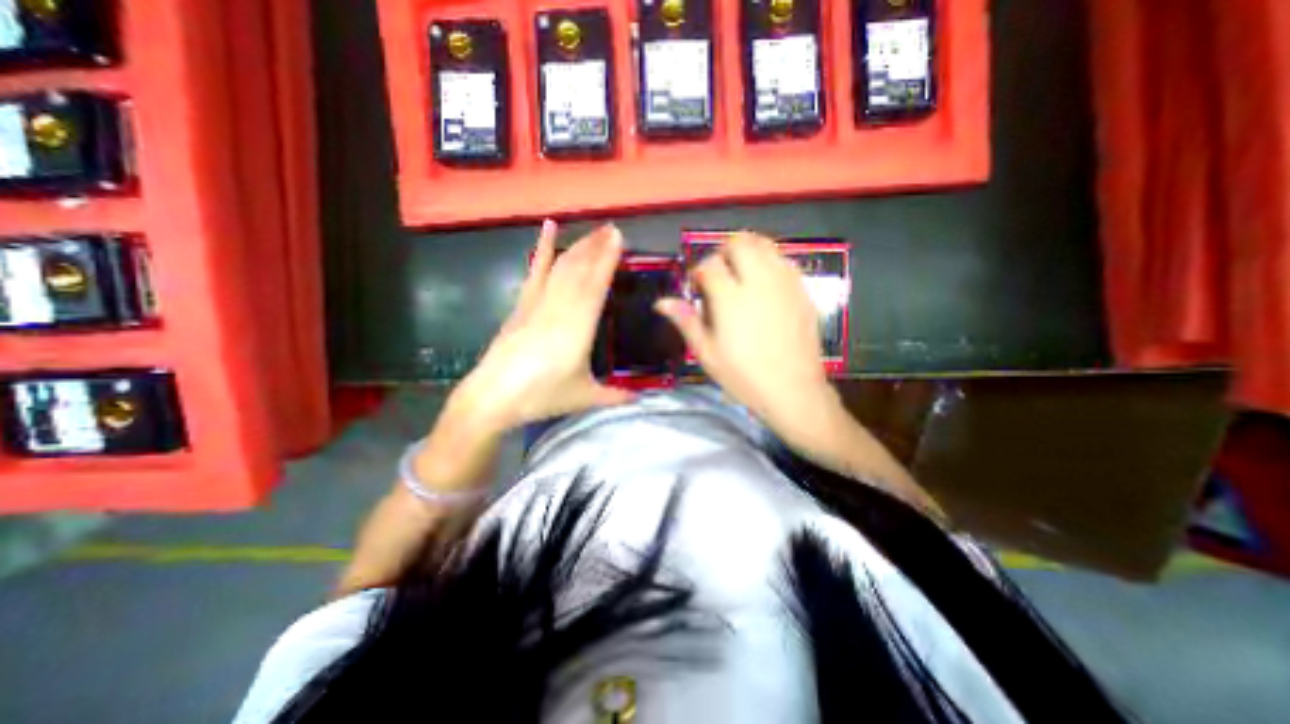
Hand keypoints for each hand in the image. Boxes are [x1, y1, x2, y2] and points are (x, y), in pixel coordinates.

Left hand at [450, 221, 633, 434]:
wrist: (494, 396)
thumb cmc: (542, 395)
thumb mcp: (584, 397)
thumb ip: (615, 395)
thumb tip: (640, 398)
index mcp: (578, 326)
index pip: (595, 285)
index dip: (607, 259)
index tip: (618, 237)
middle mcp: (558, 308)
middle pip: (579, 270)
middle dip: (596, 246)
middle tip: (612, 228)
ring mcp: (537, 303)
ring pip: (560, 267)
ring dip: (578, 246)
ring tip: (594, 231)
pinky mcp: (522, 305)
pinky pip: (534, 272)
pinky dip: (541, 250)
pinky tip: (547, 229)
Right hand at [657, 232, 849, 446]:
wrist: (793, 390)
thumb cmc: (744, 376)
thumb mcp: (707, 353)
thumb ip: (686, 321)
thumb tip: (662, 302)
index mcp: (730, 299)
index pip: (709, 265)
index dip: (699, 272)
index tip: (698, 288)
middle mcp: (758, 282)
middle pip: (739, 243)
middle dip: (723, 252)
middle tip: (719, 276)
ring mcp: (784, 283)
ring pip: (764, 244)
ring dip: (747, 252)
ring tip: (741, 275)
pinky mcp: (802, 290)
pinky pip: (784, 260)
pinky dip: (769, 262)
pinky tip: (764, 285)